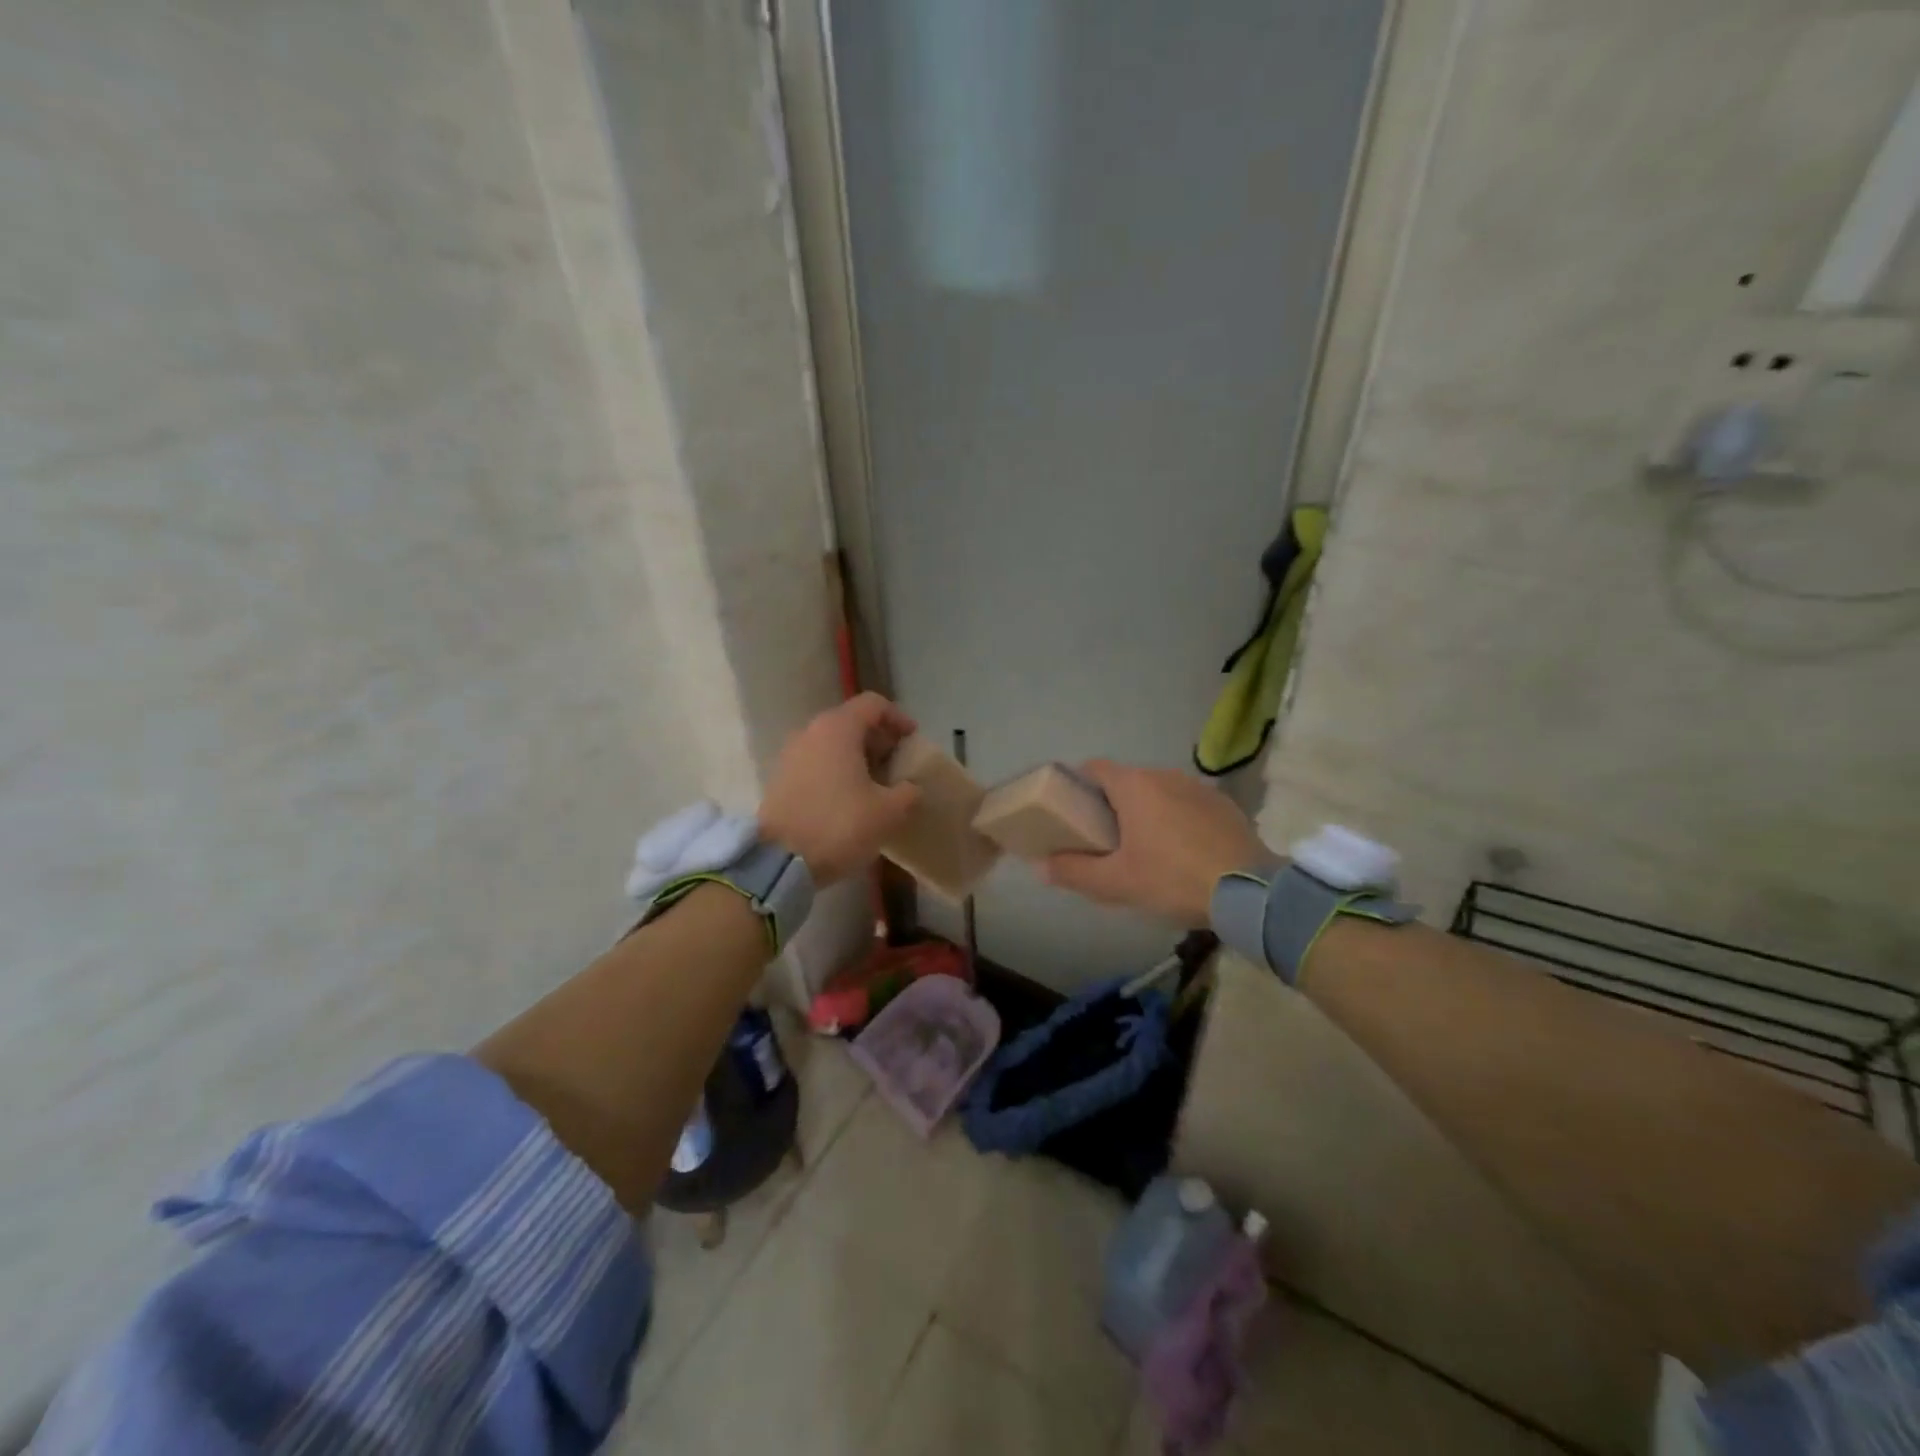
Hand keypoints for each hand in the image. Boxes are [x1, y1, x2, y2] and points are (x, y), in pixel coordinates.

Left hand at [759, 693, 921, 886]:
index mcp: (838, 729)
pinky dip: (837, 771)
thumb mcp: (888, 812)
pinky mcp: (780, 778)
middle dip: (878, 740)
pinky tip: (850, 798)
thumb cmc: (838, 826)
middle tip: (897, 765)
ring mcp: (791, 754)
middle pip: (851, 721)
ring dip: (857, 757)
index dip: (898, 718)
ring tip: (876, 784)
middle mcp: (811, 732)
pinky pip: (816, 762)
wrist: (778, 861)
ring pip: (832, 743)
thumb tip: (910, 787)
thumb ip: (908, 792)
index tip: (913, 740)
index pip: (873, 704)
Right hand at [1041, 761, 1269, 925]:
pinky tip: (1182, 852)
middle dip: (1111, 806)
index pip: (1093, 768)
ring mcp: (1198, 787)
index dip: (1077, 786)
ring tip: (1145, 850)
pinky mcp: (1224, 804)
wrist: (1251, 892)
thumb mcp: (1116, 883)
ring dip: (1146, 813)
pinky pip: (1187, 804)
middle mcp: (1164, 775)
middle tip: (1105, 842)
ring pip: (1158, 792)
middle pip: (1126, 782)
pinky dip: (1176, 820)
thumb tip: (1039, 865)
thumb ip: (1073, 871)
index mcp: (1134, 786)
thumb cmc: (1173, 879)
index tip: (1072, 814)